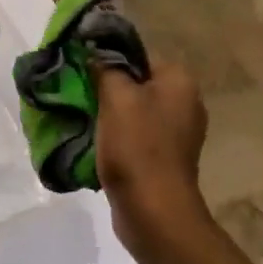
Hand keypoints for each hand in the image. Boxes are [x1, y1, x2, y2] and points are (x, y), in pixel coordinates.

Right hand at [93, 58, 209, 257]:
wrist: (153, 211)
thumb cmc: (137, 145)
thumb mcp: (116, 96)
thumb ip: (105, 67)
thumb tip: (95, 51)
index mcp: (180, 82)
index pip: (138, 56)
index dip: (108, 60)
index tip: (82, 70)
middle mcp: (185, 103)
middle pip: (135, 83)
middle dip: (106, 88)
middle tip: (77, 93)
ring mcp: (177, 134)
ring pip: (133, 110)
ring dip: (108, 114)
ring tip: (81, 117)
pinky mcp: (164, 158)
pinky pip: (135, 135)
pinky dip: (116, 136)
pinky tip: (95, 141)